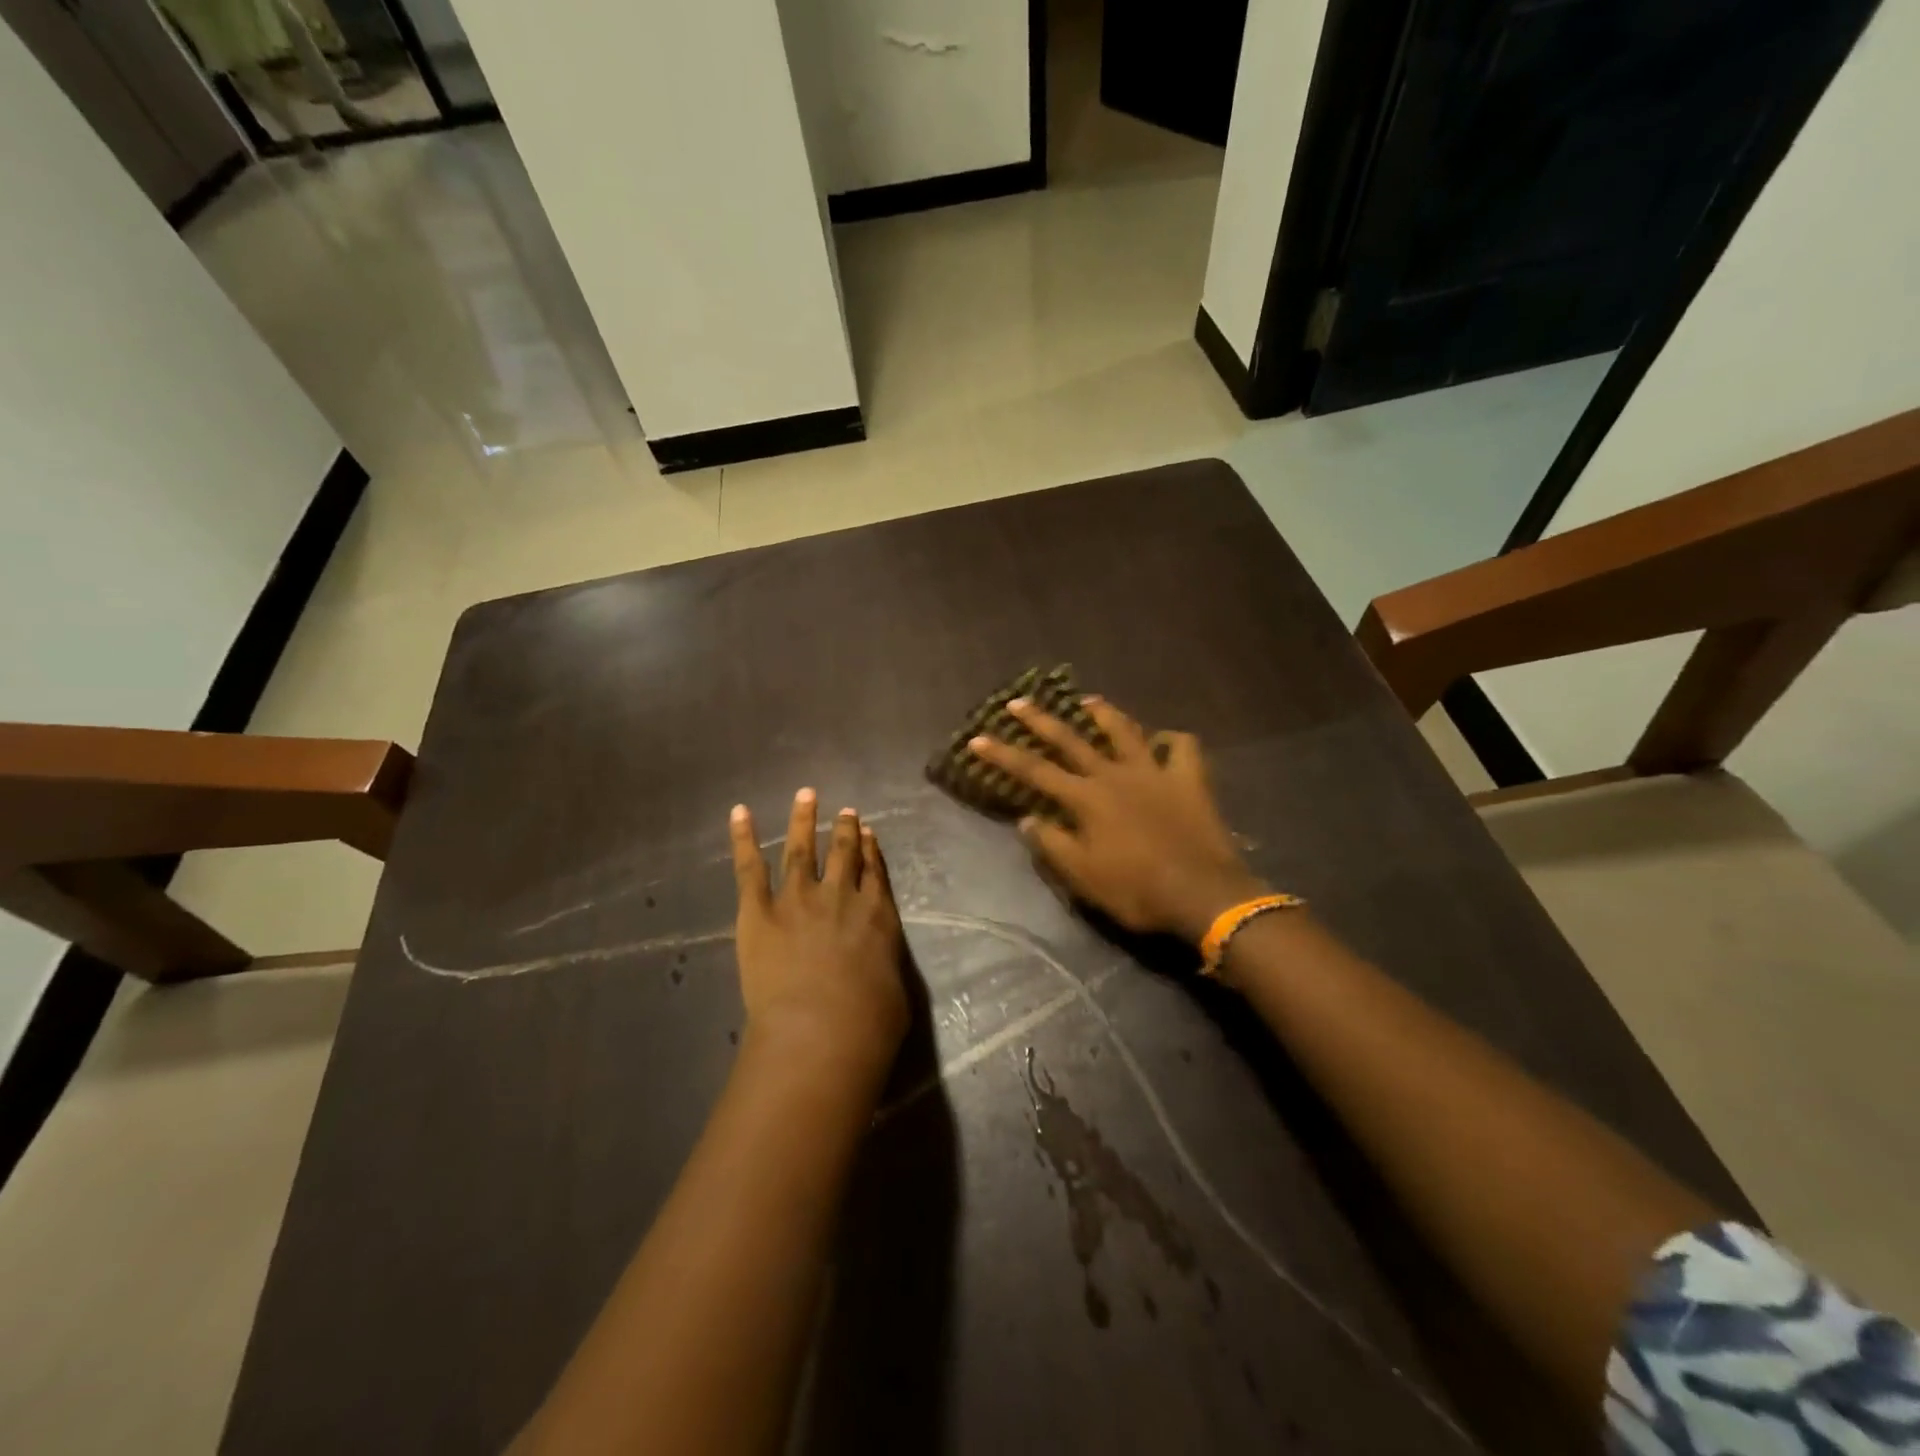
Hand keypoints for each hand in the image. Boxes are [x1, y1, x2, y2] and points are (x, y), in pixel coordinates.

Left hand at [729, 789, 908, 1080]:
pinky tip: (740, 812)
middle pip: (844, 853)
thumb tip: (878, 966)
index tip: (868, 830)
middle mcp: (840, 896)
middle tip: (846, 810)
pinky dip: (743, 838)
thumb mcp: (895, 994)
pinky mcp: (759, 912)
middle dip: (845, 829)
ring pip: (802, 850)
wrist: (820, 1031)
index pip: (875, 871)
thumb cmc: (868, 1025)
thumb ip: (885, 968)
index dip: (871, 849)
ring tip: (806, 795)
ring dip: (804, 820)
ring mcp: (798, 899)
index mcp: (877, 914)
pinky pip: (749, 868)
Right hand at [968, 698, 1270, 943]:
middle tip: (1019, 701)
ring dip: (1104, 713)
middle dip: (1041, 720)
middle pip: (1071, 740)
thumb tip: (1027, 819)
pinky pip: (1182, 748)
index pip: (1034, 771)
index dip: (1003, 754)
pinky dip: (1171, 741)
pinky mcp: (1188, 780)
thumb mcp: (1083, 877)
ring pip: (1125, 731)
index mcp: (1086, 798)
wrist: (1202, 894)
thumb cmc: (1136, 890)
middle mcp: (1115, 774)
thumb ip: (1053, 844)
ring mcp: (1154, 772)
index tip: (977, 738)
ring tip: (1088, 700)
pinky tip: (1163, 741)